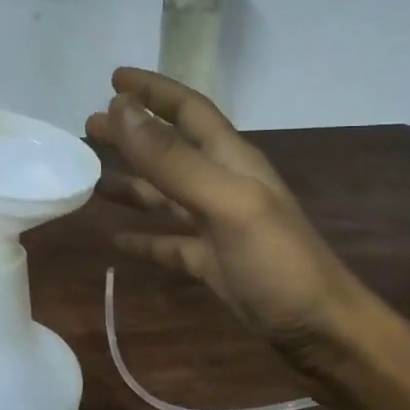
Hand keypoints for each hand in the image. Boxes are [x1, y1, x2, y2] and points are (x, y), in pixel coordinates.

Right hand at [86, 68, 369, 364]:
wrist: (320, 331)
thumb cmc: (277, 262)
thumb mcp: (225, 203)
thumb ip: (173, 159)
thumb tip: (120, 109)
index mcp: (231, 160)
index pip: (188, 109)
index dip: (153, 91)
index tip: (113, 78)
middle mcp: (222, 185)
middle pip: (170, 149)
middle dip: (132, 133)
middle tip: (89, 127)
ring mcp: (217, 226)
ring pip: (165, 194)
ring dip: (131, 182)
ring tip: (91, 176)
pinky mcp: (212, 262)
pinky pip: (169, 241)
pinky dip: (143, 235)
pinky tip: (115, 238)